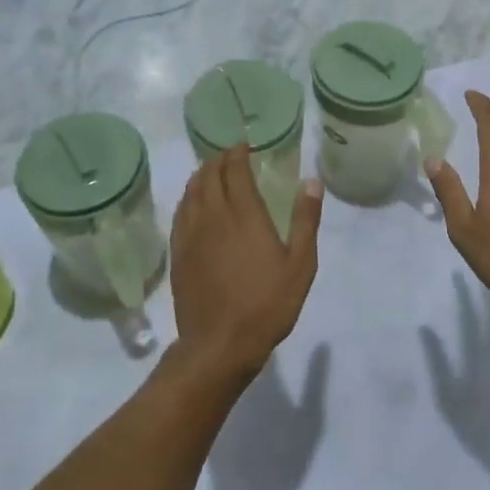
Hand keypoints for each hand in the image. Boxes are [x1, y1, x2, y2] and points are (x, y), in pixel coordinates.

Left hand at [170, 145, 323, 379]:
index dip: (237, 154)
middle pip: (210, 176)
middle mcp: (213, 217)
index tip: (244, 145)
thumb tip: (311, 182)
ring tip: (211, 170)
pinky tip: (193, 202)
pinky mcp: (178, 253)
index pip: (234, 171)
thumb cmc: (267, 304)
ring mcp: (191, 235)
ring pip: (191, 192)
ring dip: (201, 175)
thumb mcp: (300, 265)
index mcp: (244, 215)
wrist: (220, 344)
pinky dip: (188, 198)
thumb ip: (305, 220)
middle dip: (219, 160)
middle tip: (230, 155)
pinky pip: (180, 214)